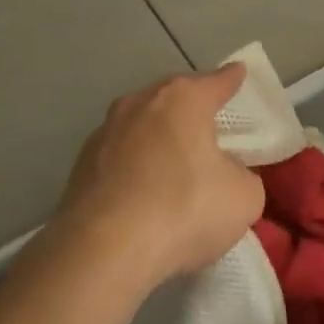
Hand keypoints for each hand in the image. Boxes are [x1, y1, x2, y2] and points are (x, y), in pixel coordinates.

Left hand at [52, 64, 265, 289]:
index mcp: (183, 100)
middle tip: (208, 127)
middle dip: (190, 110)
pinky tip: (143, 195)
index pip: (216, 82)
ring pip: (141, 127)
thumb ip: (241, 175)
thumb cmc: (184, 209)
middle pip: (173, 99)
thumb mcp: (243, 197)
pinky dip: (134, 169)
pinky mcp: (80, 167)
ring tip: (173, 167)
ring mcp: (104, 133)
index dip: (231, 80)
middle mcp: (140, 104)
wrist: (104, 250)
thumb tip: (226, 173)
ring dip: (158, 140)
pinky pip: (119, 159)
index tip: (238, 73)